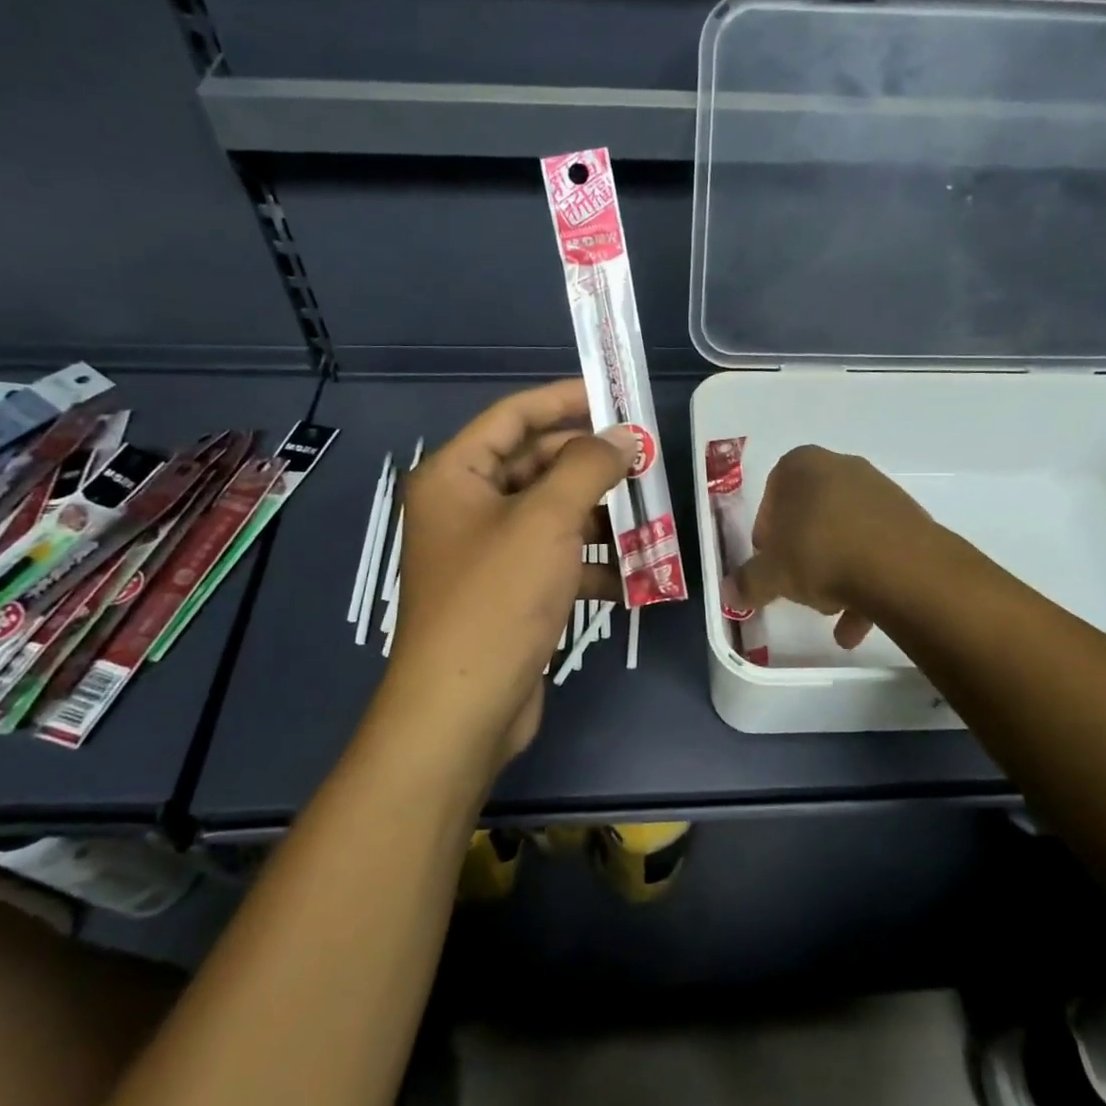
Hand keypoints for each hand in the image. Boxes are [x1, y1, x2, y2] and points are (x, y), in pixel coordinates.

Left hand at [381, 380, 632, 770]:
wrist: (463, 708)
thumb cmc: (497, 598)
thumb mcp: (547, 520)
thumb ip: (588, 467)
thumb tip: (622, 436)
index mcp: (455, 475)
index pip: (513, 416)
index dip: (564, 400)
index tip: (616, 397)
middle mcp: (465, 507)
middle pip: (536, 465)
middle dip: (590, 465)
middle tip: (644, 462)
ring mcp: (487, 552)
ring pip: (551, 515)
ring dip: (598, 517)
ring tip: (650, 517)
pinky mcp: (508, 593)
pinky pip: (554, 560)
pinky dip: (590, 564)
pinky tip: (632, 575)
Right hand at [733, 445, 930, 649]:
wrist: (902, 568)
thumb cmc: (821, 553)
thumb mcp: (772, 574)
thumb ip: (748, 582)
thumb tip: (729, 592)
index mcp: (803, 466)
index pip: (774, 491)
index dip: (767, 530)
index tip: (768, 560)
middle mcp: (843, 468)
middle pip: (812, 513)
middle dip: (802, 552)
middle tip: (796, 583)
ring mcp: (880, 492)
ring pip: (845, 534)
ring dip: (834, 573)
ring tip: (830, 610)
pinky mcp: (909, 521)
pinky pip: (876, 549)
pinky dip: (864, 583)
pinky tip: (855, 625)